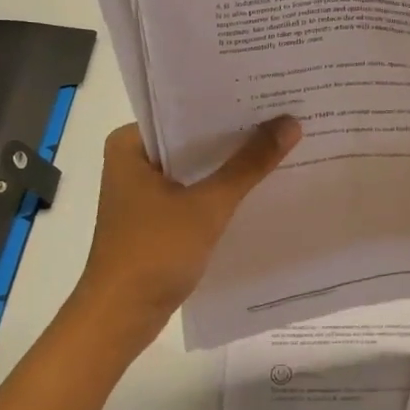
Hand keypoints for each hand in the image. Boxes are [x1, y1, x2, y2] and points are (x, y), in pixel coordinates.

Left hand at [65, 118, 301, 360]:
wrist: (120, 319)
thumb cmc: (154, 252)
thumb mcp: (207, 205)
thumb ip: (249, 164)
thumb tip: (290, 123)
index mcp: (130, 144)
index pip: (183, 108)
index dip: (225, 101)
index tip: (266, 91)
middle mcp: (132, 160)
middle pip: (191, 137)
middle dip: (233, 131)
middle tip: (282, 112)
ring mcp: (142, 191)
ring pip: (194, 165)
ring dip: (228, 161)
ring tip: (278, 140)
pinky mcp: (155, 217)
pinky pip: (193, 190)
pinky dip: (219, 188)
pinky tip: (257, 183)